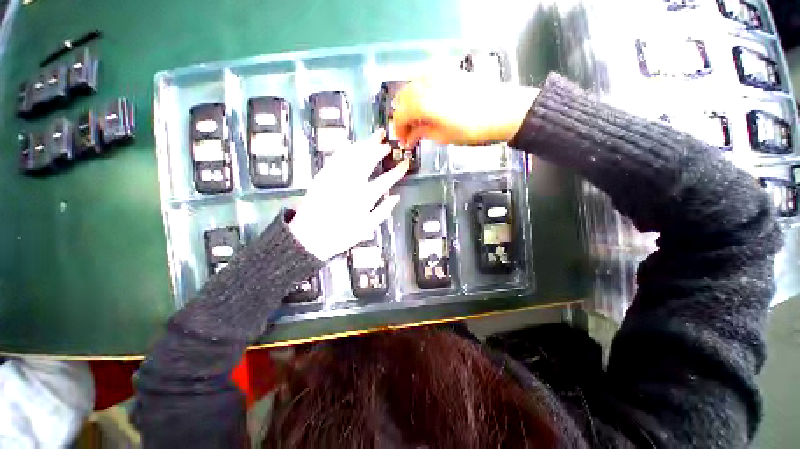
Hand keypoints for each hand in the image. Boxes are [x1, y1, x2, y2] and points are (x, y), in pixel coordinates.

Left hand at [290, 131, 408, 260]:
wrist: (310, 237)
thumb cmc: (341, 235)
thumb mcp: (366, 228)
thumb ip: (383, 211)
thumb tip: (395, 198)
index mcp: (364, 198)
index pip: (386, 180)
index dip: (397, 171)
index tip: (405, 164)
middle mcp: (351, 184)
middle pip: (368, 160)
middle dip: (379, 149)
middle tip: (387, 144)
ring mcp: (336, 178)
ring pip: (353, 155)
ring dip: (364, 144)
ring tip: (373, 138)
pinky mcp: (323, 176)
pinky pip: (336, 157)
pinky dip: (345, 149)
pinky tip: (351, 144)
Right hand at [392, 72, 538, 147]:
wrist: (504, 111)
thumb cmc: (473, 129)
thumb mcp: (444, 137)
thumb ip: (422, 133)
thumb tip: (410, 136)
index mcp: (423, 103)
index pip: (400, 115)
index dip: (399, 130)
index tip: (403, 141)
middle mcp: (426, 83)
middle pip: (403, 99)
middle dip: (403, 117)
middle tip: (409, 132)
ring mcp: (438, 74)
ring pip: (412, 87)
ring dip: (410, 105)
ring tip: (418, 120)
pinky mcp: (449, 71)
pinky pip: (425, 79)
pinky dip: (421, 93)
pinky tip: (427, 104)